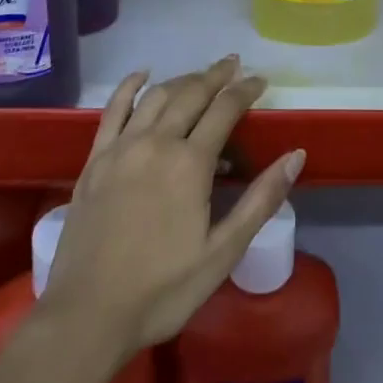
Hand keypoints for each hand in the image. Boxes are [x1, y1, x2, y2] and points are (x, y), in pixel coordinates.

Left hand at [41, 57, 303, 356]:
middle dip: (217, 75)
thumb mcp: (222, 253)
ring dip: (183, 80)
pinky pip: (114, 109)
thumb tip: (296, 155)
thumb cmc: (162, 290)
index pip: (225, 109)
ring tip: (200, 77)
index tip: (261, 80)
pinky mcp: (96, 159)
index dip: (246, 90)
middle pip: (192, 93)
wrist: (86, 317)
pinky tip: (142, 75)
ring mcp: (122, 147)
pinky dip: (130, 86)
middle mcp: (157, 142)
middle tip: (234, 65)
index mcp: (190, 163)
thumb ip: (260, 200)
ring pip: (157, 96)